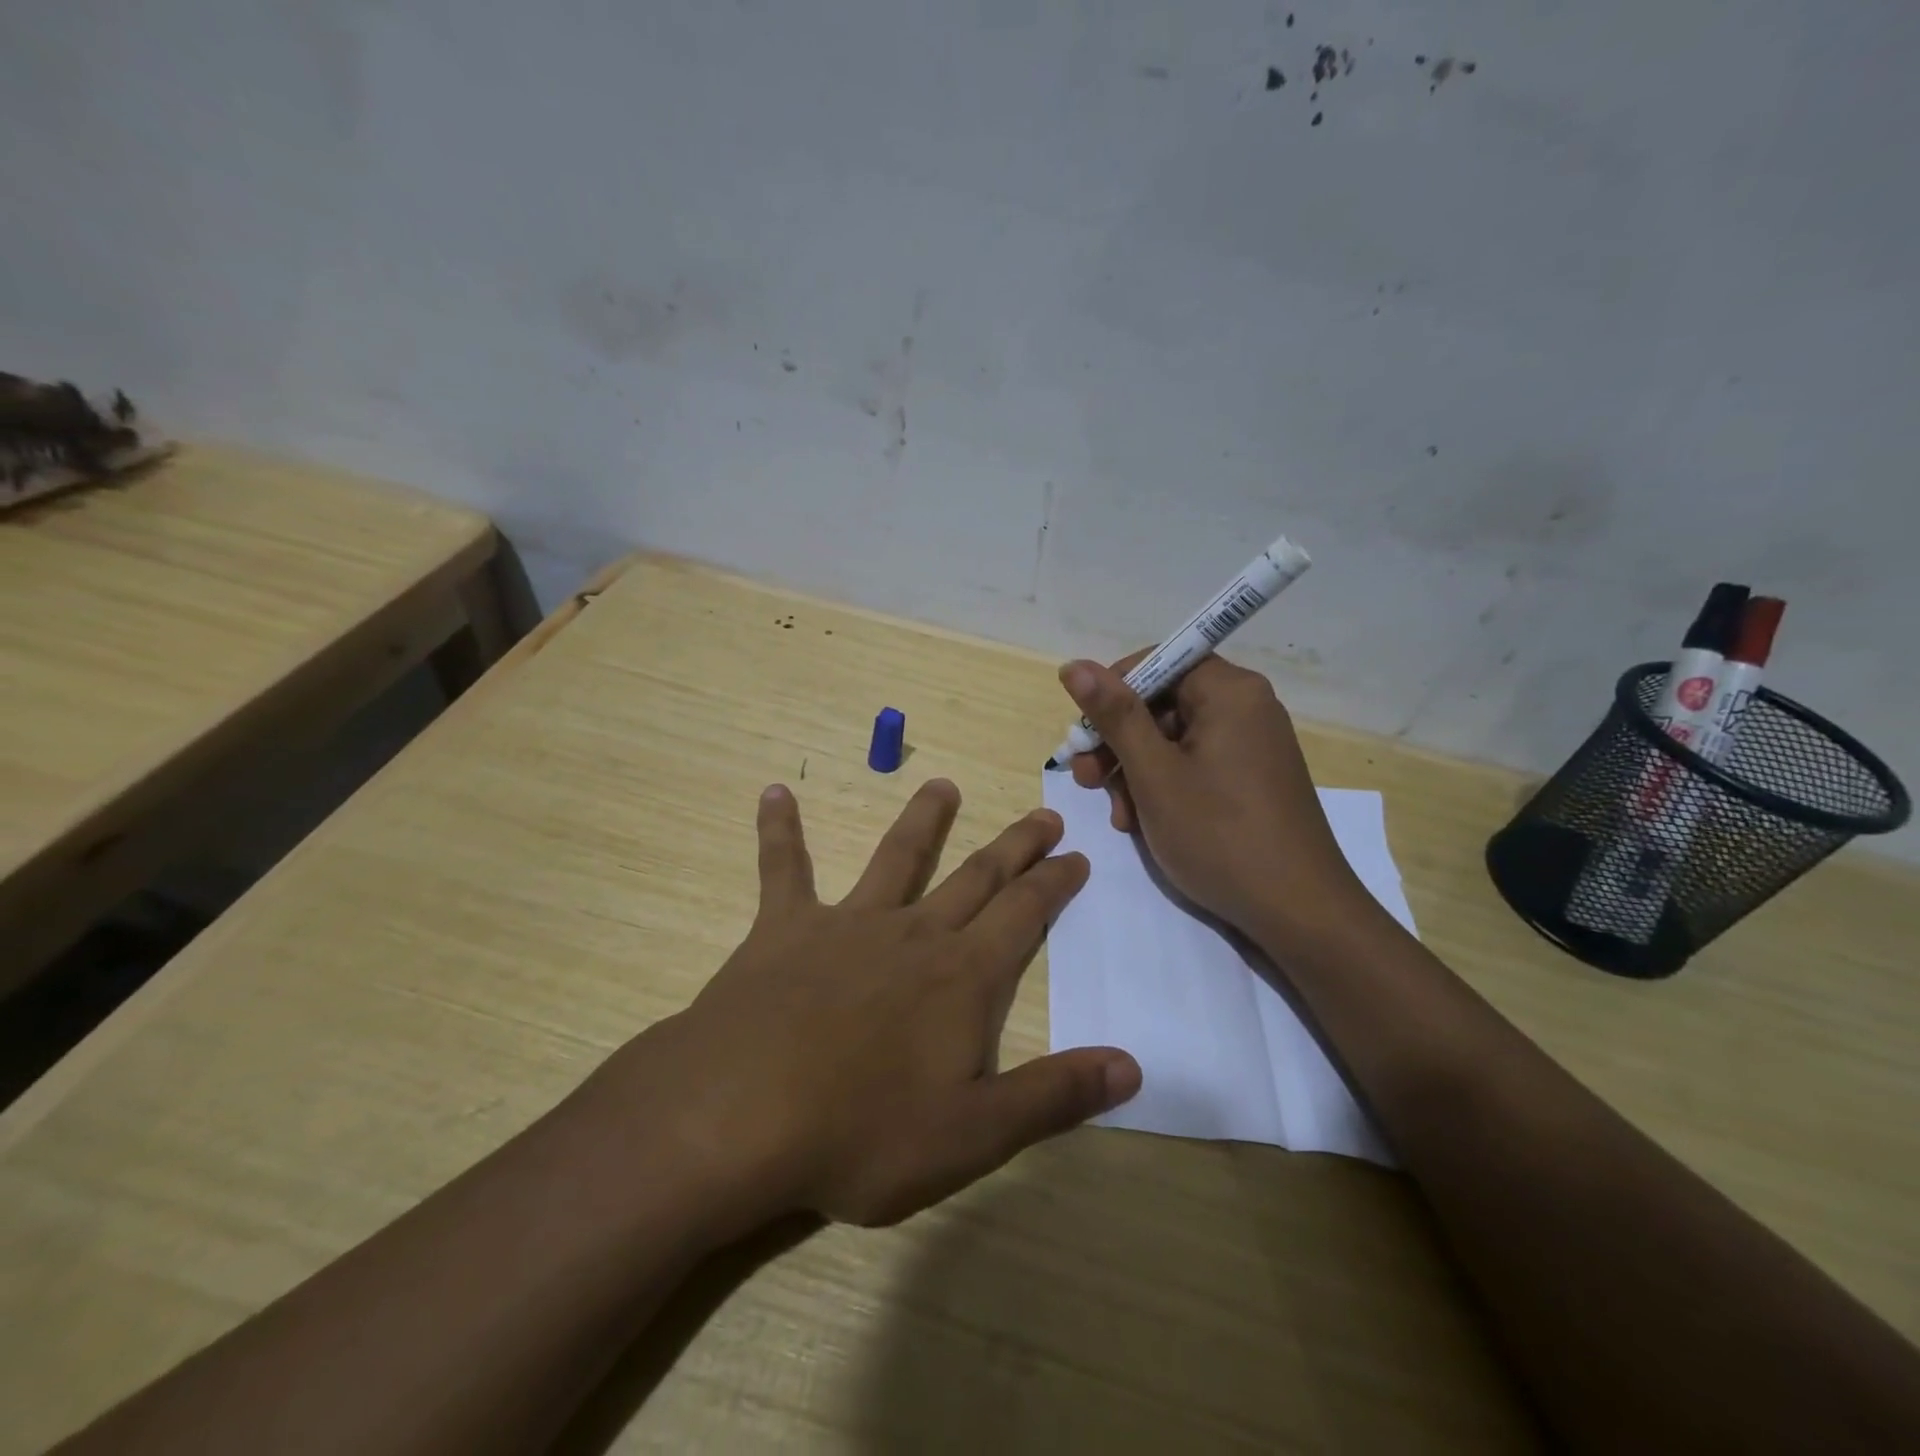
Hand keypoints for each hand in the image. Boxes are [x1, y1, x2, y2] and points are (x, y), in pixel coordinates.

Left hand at [594, 780, 1140, 1230]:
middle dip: (1014, 845)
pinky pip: (783, 869)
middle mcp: (913, 934)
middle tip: (1042, 814)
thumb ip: (1055, 1096)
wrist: (739, 1116)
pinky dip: (780, 831)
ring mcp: (847, 924)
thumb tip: (1131, 1067)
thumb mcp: (974, 1135)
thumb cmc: (862, 1133)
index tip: (1077, 855)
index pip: (1024, 914)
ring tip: (942, 785)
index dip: (1054, 883)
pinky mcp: (784, 929)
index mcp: (961, 977)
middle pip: (976, 876)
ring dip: (923, 820)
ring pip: (896, 857)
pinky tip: (773, 793)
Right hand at [1061, 654, 1376, 941]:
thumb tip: (1074, 665)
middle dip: (1119, 742)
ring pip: (1173, 740)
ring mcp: (1252, 745)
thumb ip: (1114, 715)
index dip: (1112, 691)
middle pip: (1163, 704)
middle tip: (1088, 780)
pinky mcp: (1252, 779)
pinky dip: (1164, 786)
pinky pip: (1196, 765)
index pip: (1158, 662)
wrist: (1298, 911)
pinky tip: (1144, 823)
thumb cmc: (1219, 835)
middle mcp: (1246, 708)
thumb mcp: (1154, 773)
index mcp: (1229, 692)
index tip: (1085, 733)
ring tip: (1119, 816)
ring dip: (1135, 771)